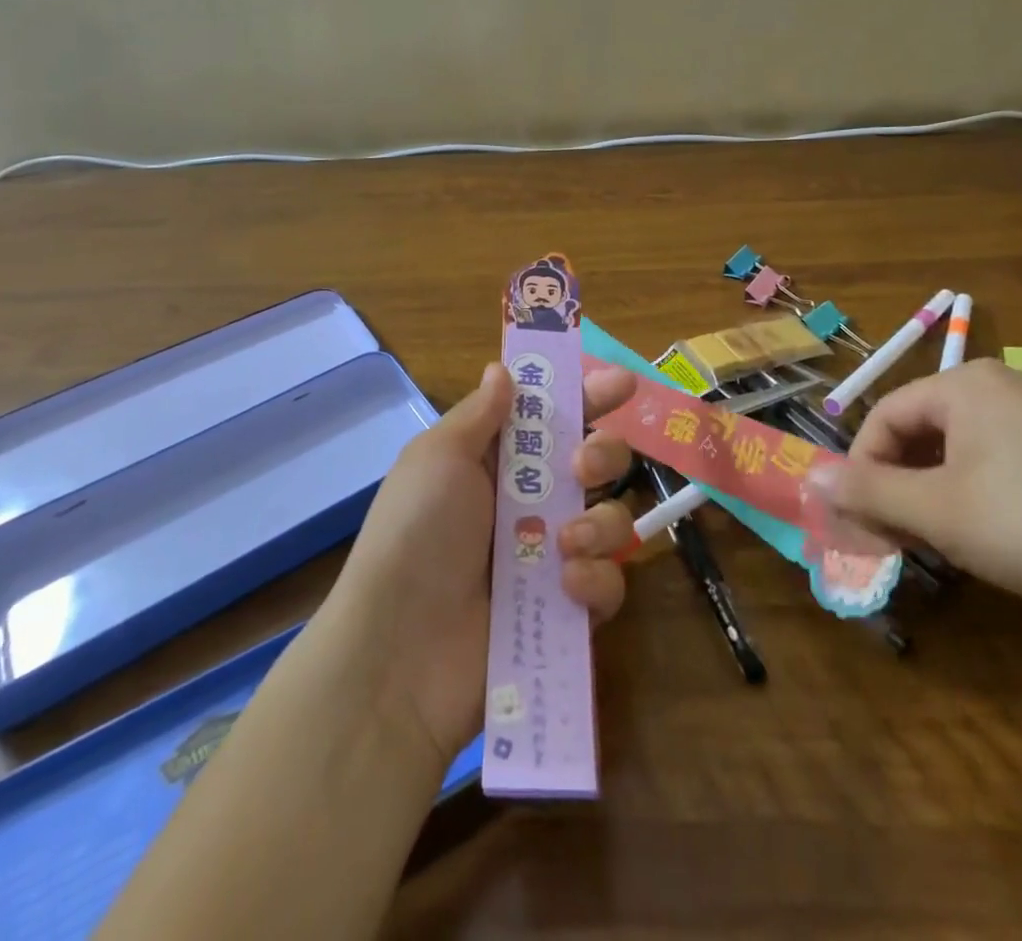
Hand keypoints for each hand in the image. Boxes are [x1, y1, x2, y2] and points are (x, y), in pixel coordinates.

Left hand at [327, 361, 639, 760]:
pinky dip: (595, 580)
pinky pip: (608, 585)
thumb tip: (502, 369)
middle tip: (583, 467)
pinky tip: (565, 585)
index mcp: (498, 462)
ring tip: (565, 542)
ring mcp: (550, 558)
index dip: (587, 395)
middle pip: (596, 463)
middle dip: (605, 455)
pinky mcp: (566, 610)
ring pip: (611, 520)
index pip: (553, 416)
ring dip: (598, 523)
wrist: (399, 653)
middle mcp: (530, 503)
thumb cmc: (415, 535)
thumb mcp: (437, 458)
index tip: (622, 382)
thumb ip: (480, 414)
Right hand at [807, 359, 1021, 616]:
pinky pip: (996, 465)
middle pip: (919, 433)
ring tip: (939, 545)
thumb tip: (807, 478)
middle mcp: (997, 388)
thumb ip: (867, 493)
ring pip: (956, 453)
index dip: (862, 469)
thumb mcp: (938, 512)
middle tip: (895, 539)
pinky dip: (973, 498)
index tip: (861, 520)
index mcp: (962, 385)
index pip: (884, 416)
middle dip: (898, 487)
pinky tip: (988, 540)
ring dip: (933, 497)